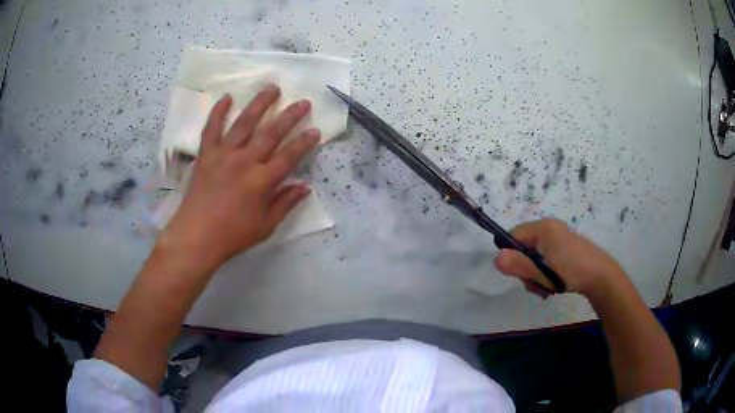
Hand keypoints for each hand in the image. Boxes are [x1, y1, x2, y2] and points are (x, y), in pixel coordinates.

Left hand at [157, 85, 319, 272]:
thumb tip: (305, 187)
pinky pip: (212, 128)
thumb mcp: (265, 226)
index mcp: (262, 181)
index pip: (289, 156)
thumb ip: (285, 204)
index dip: (304, 142)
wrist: (196, 236)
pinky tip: (227, 97)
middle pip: (271, 133)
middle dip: (289, 116)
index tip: (316, 130)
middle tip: (302, 101)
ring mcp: (224, 155)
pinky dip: (218, 112)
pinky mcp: (206, 154)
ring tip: (272, 88)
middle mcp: (245, 161)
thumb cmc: (233, 235)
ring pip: (244, 123)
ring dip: (260, 104)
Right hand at [494, 219, 627, 296]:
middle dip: (526, 269)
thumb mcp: (543, 272)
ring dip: (536, 274)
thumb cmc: (571, 271)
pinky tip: (553, 284)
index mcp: (543, 228)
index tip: (519, 273)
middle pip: (523, 247)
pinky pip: (546, 258)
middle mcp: (550, 228)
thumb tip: (496, 259)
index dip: (511, 255)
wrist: (601, 276)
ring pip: (535, 255)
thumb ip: (519, 265)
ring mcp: (559, 237)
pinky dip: (545, 272)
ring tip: (546, 288)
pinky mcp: (565, 248)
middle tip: (536, 284)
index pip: (513, 235)